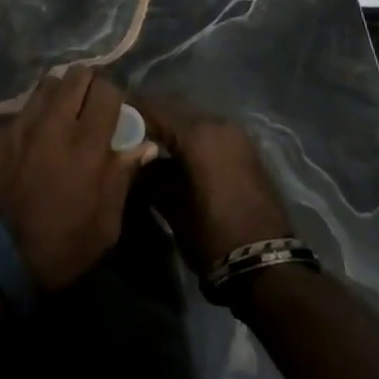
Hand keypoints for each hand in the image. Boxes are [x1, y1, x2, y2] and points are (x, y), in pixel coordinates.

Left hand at [0, 67, 155, 292]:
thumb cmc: (61, 246)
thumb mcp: (106, 224)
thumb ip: (122, 176)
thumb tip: (143, 144)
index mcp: (87, 145)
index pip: (107, 90)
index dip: (114, 97)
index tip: (114, 113)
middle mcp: (55, 122)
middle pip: (77, 75)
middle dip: (88, 85)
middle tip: (90, 108)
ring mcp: (23, 122)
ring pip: (48, 83)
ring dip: (61, 93)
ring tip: (63, 114)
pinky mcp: (0, 130)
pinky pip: (25, 107)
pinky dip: (36, 113)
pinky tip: (36, 135)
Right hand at [133, 98, 291, 274]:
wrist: (270, 269)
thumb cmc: (214, 236)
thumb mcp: (171, 207)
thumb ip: (147, 175)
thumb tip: (132, 159)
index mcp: (198, 133)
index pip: (152, 108)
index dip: (128, 112)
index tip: (108, 119)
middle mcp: (218, 124)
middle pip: (173, 112)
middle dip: (150, 122)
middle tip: (126, 135)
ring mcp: (236, 137)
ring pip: (192, 124)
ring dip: (171, 133)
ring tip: (148, 149)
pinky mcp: (247, 152)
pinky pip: (209, 136)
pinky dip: (191, 143)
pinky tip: (176, 160)